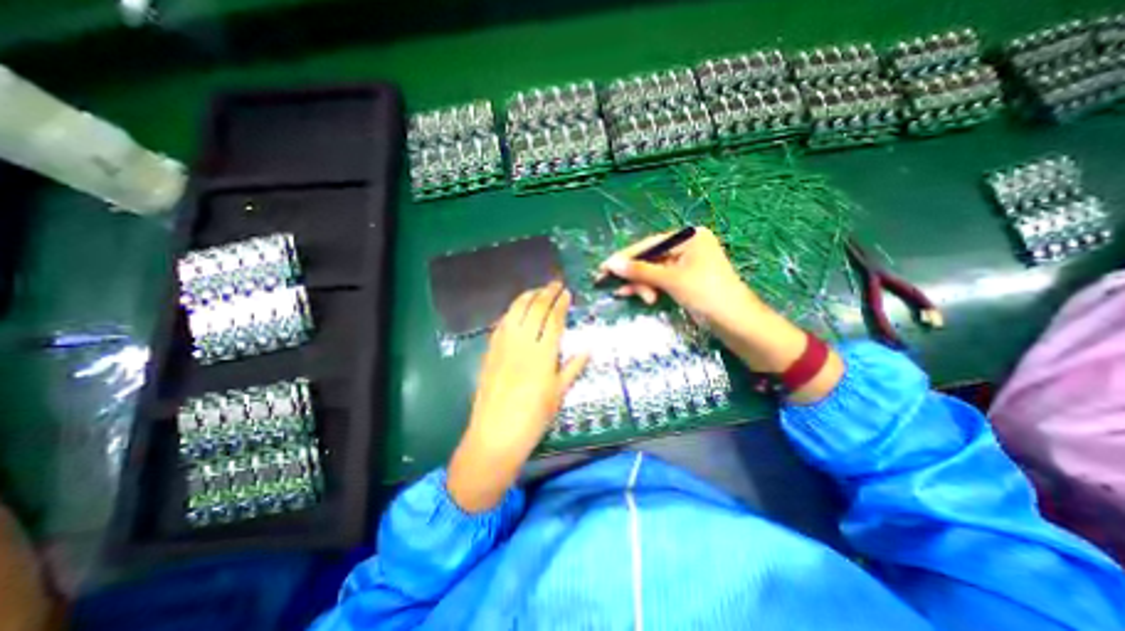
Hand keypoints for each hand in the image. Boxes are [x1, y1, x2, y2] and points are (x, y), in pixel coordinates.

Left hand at [446, 282, 591, 512]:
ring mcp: (504, 344)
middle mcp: (524, 342)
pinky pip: (503, 322)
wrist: (495, 433)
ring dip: (528, 296)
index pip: (554, 319)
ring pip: (517, 310)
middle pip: (536, 309)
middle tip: (554, 284)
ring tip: (538, 290)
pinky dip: (512, 310)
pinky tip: (517, 308)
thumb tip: (588, 348)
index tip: (566, 292)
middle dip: (546, 292)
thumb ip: (573, 367)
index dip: (561, 303)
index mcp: (544, 353)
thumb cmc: (533, 417)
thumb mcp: (559, 393)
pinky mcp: (491, 350)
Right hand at [601, 225, 839, 397]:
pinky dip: (648, 288)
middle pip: (650, 258)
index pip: (650, 244)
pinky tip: (635, 295)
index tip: (605, 266)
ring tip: (626, 295)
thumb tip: (611, 263)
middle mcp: (687, 247)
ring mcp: (686, 265)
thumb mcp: (671, 279)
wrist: (737, 323)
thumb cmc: (707, 293)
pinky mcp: (684, 281)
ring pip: (653, 272)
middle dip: (633, 273)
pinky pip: (660, 281)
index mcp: (689, 237)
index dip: (626, 257)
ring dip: (639, 283)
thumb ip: (640, 270)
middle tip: (607, 282)